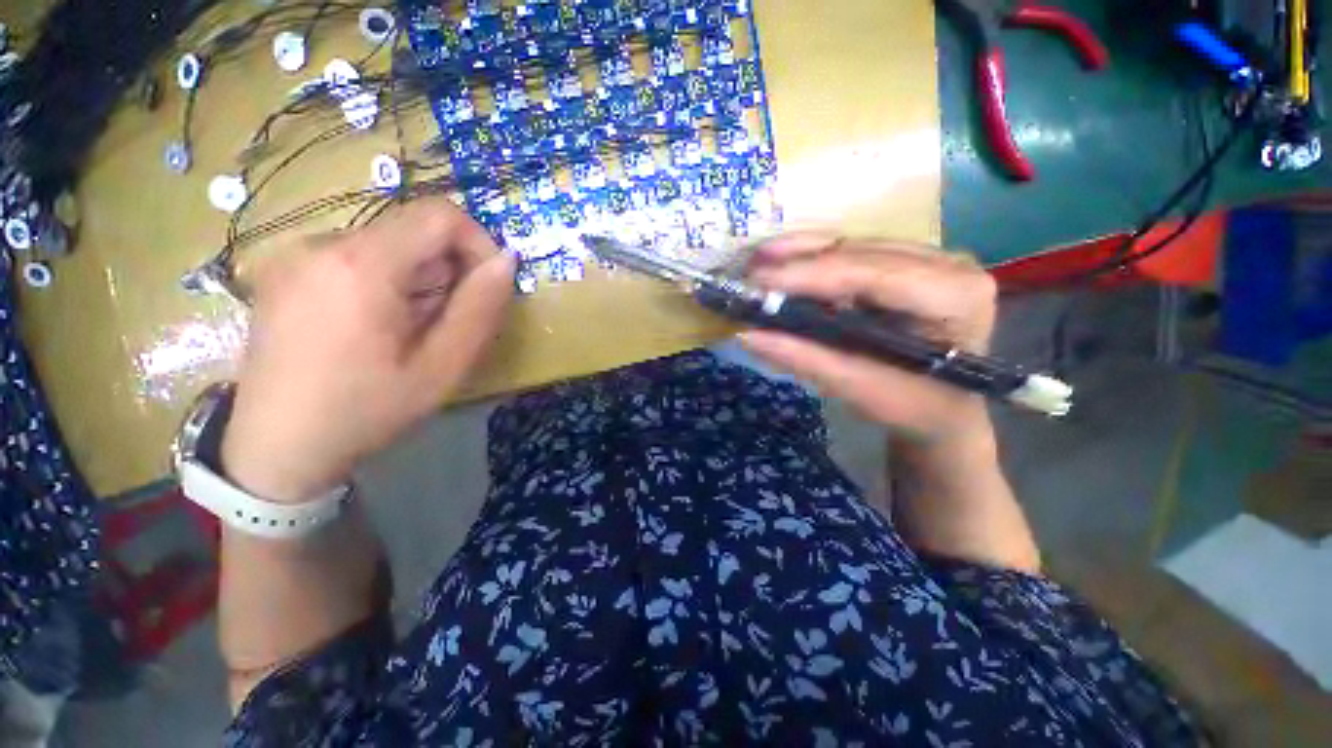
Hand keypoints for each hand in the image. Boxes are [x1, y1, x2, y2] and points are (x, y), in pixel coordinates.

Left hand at [221, 198, 514, 502]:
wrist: (275, 448)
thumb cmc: (365, 411)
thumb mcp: (441, 368)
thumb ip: (479, 309)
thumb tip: (506, 262)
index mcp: (361, 266)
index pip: (439, 214)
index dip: (477, 243)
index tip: (484, 287)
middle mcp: (322, 244)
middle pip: (412, 230)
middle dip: (446, 271)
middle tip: (443, 324)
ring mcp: (296, 254)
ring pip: (387, 245)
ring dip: (417, 280)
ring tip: (406, 332)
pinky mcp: (285, 270)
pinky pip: (357, 257)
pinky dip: (385, 282)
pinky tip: (373, 327)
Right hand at [740, 234, 996, 445]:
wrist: (944, 409)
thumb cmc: (913, 407)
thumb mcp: (859, 389)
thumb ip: (805, 359)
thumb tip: (747, 335)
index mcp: (953, 296)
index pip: (872, 274)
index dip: (810, 275)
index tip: (758, 281)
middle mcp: (947, 264)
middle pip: (860, 252)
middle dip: (799, 261)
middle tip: (750, 271)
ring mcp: (929, 258)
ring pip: (853, 245)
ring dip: (802, 252)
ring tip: (758, 261)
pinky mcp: (907, 263)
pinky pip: (853, 253)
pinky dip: (813, 258)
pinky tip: (784, 262)